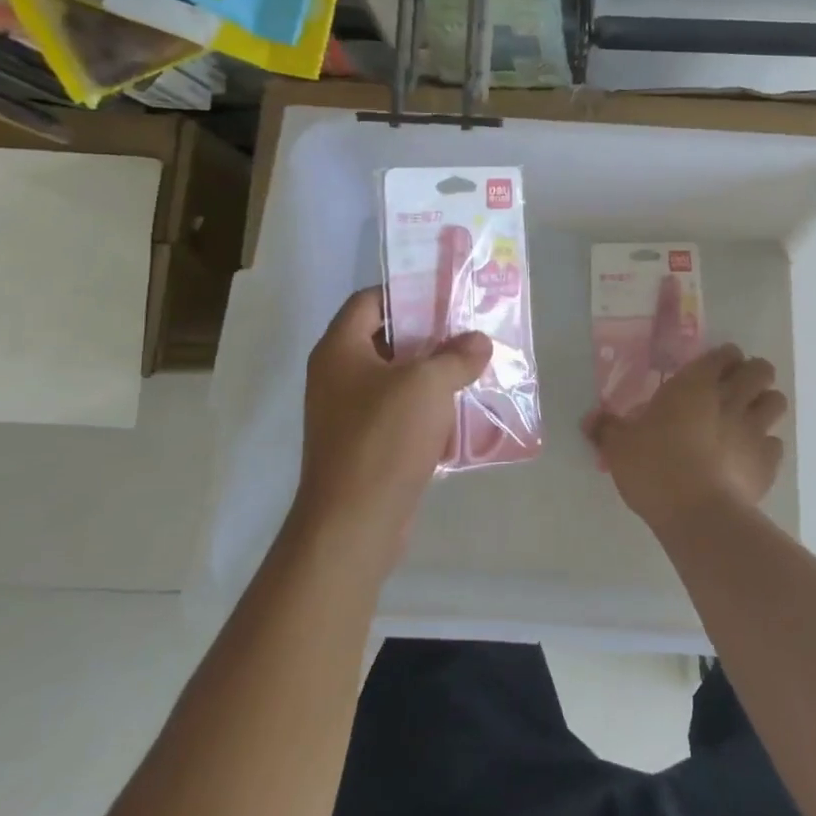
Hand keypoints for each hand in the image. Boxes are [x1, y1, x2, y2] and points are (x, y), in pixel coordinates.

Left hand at [294, 288, 491, 546]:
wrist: (354, 522)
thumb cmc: (384, 438)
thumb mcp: (427, 385)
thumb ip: (456, 356)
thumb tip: (478, 341)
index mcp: (340, 350)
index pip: (369, 301)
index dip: (406, 292)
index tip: (445, 296)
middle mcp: (337, 376)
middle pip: (385, 339)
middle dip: (429, 335)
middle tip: (469, 331)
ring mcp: (348, 414)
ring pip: (396, 379)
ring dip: (433, 374)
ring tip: (474, 368)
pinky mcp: (365, 446)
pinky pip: (399, 414)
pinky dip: (427, 409)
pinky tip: (462, 412)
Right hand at [584, 344, 787, 534]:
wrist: (697, 514)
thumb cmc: (654, 467)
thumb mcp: (619, 447)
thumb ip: (606, 428)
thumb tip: (589, 419)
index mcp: (695, 384)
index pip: (724, 353)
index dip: (723, 358)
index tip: (712, 369)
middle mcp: (731, 398)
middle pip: (761, 370)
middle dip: (753, 374)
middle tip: (734, 389)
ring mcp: (755, 430)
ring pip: (777, 401)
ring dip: (765, 405)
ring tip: (748, 419)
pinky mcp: (768, 462)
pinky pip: (776, 444)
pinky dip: (766, 447)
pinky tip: (748, 459)